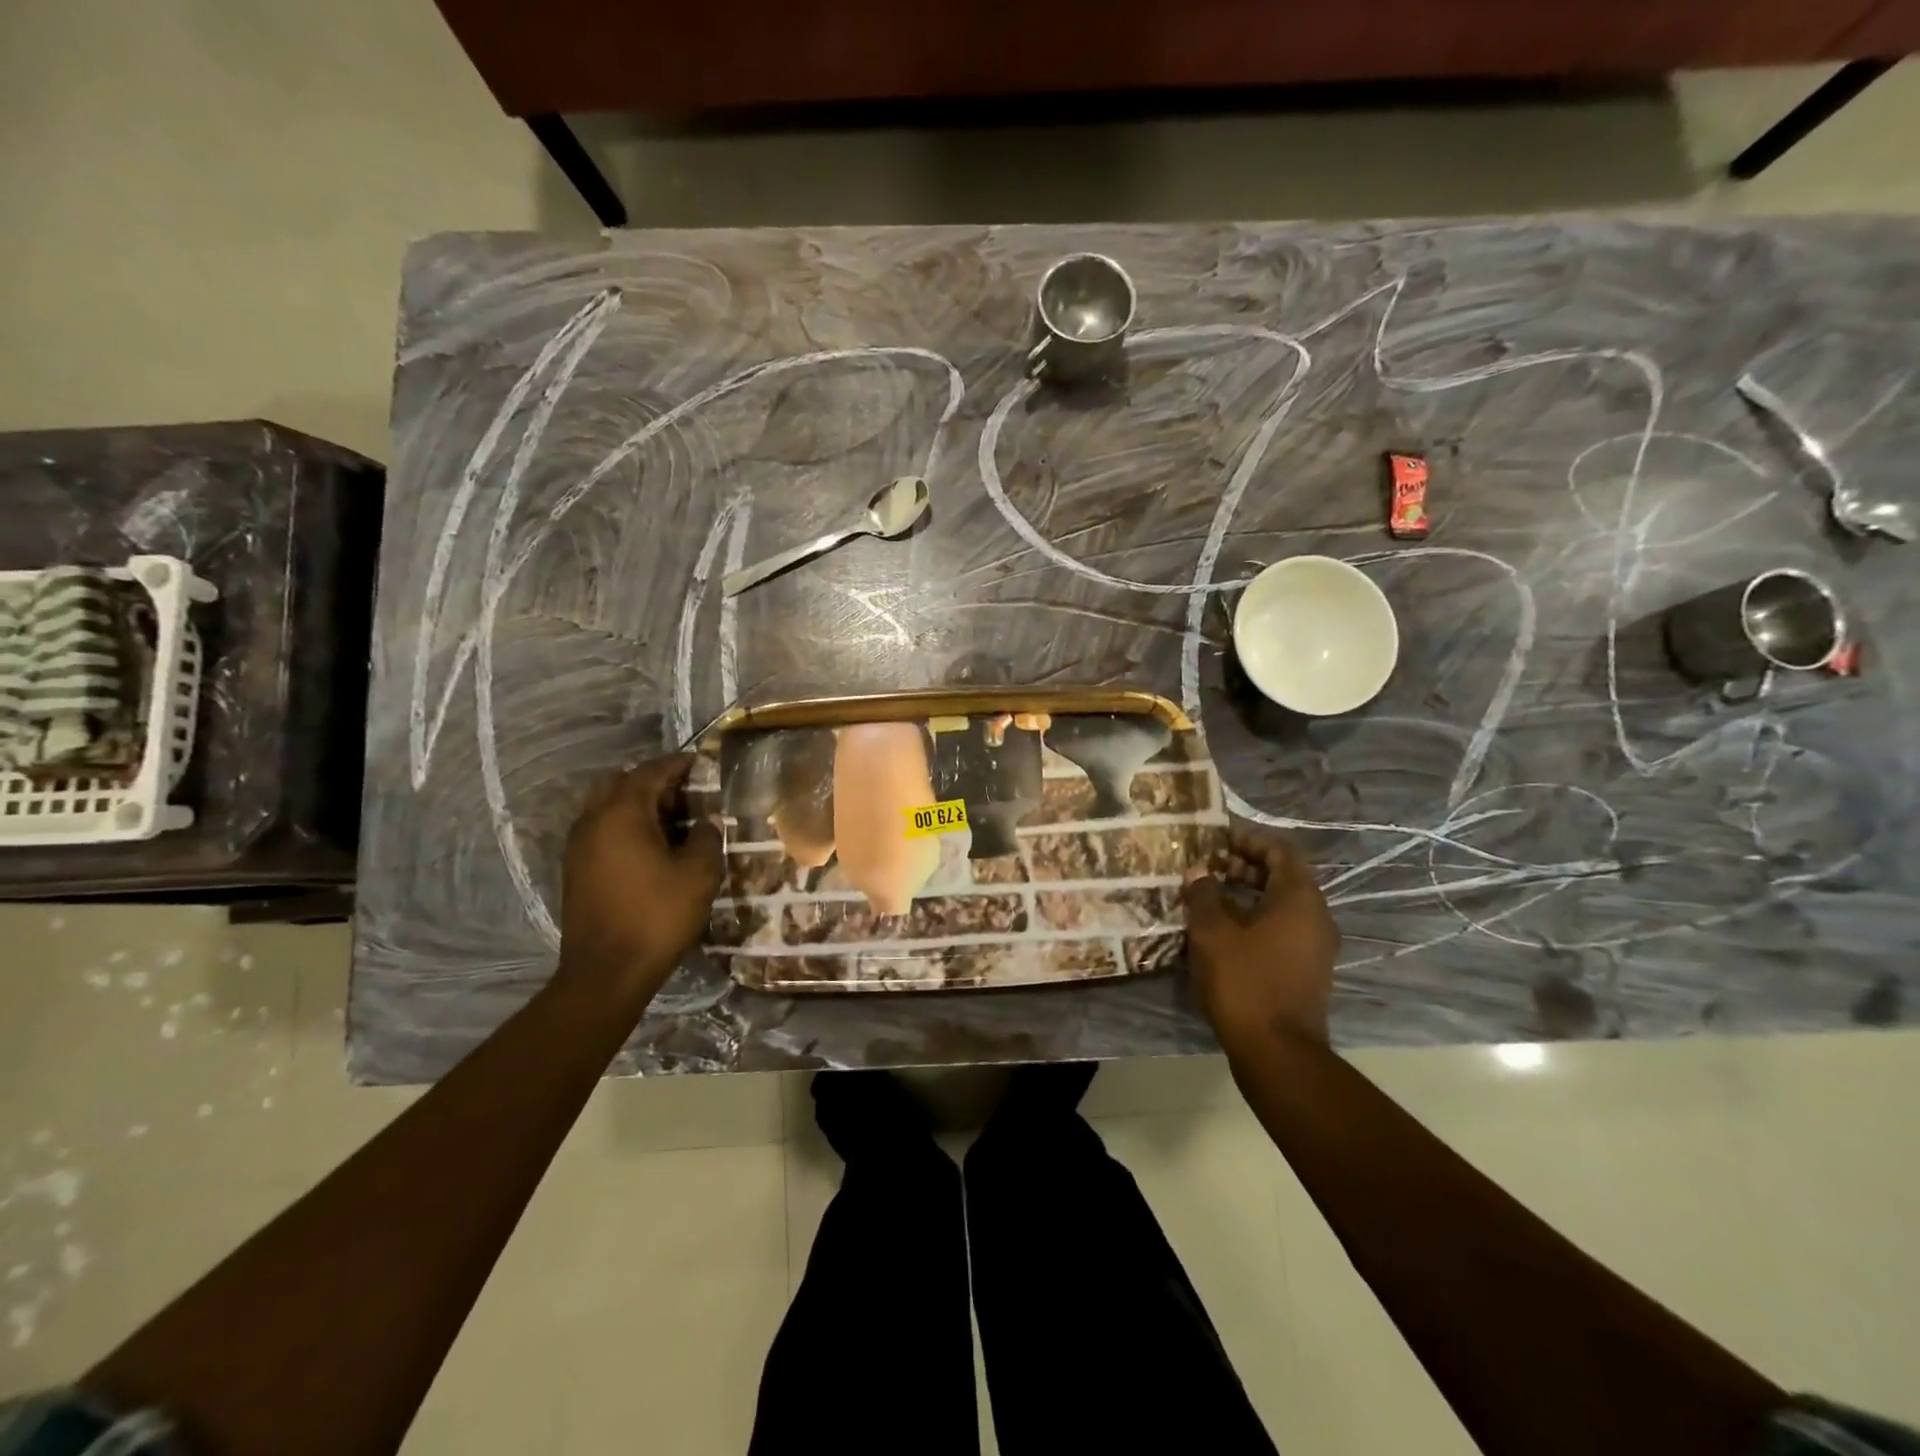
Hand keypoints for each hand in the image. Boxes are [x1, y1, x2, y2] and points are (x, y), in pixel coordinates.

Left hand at [556, 754, 723, 1006]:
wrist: (607, 972)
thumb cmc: (657, 916)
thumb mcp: (699, 874)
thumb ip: (706, 836)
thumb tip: (706, 820)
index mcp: (622, 813)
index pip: (650, 772)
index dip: (677, 764)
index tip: (700, 762)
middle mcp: (593, 821)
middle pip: (622, 784)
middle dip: (654, 782)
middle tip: (687, 793)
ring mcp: (578, 846)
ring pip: (608, 807)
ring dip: (638, 805)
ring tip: (673, 819)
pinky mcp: (576, 869)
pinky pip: (602, 830)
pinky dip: (625, 826)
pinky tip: (651, 846)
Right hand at [1181, 827, 1339, 1049]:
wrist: (1277, 1052)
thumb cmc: (1244, 981)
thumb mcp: (1212, 932)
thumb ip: (1203, 894)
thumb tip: (1199, 870)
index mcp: (1299, 898)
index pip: (1280, 850)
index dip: (1248, 840)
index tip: (1216, 841)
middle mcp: (1315, 916)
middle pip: (1282, 876)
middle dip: (1243, 867)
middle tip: (1207, 868)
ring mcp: (1314, 946)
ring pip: (1280, 905)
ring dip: (1246, 895)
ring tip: (1207, 898)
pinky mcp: (1305, 970)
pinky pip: (1281, 929)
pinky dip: (1254, 920)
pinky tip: (1221, 932)